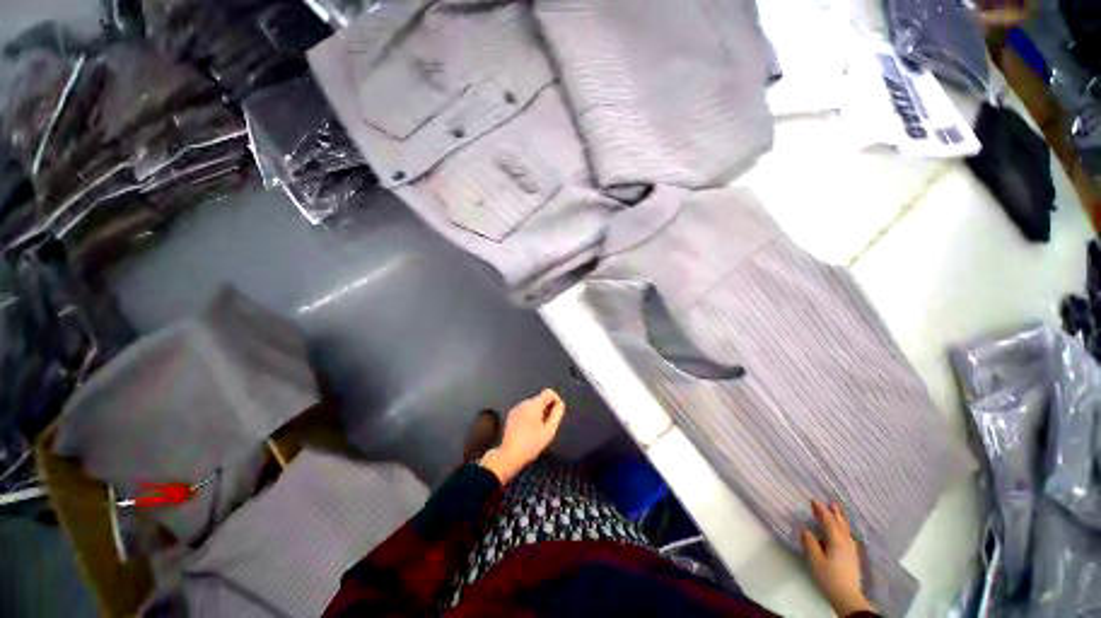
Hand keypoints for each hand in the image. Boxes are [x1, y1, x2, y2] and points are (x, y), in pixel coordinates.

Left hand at [479, 389, 564, 483]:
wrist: (509, 455)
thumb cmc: (531, 444)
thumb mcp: (549, 431)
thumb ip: (557, 414)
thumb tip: (560, 404)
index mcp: (534, 405)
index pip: (549, 392)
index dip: (556, 400)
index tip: (557, 413)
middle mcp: (524, 403)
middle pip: (540, 399)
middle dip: (547, 408)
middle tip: (549, 424)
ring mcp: (516, 409)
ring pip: (533, 405)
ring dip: (539, 413)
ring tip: (539, 429)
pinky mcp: (511, 415)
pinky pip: (525, 410)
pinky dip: (530, 416)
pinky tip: (529, 430)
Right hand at [801, 500, 875, 616]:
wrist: (848, 598)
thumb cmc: (829, 578)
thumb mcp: (815, 561)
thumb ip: (810, 543)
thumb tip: (805, 528)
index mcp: (836, 541)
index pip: (828, 521)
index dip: (821, 510)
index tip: (813, 500)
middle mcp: (846, 542)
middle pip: (840, 524)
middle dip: (835, 513)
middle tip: (830, 501)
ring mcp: (852, 550)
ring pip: (846, 530)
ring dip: (841, 519)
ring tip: (837, 512)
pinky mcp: (853, 556)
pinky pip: (849, 536)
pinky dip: (844, 529)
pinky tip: (843, 532)